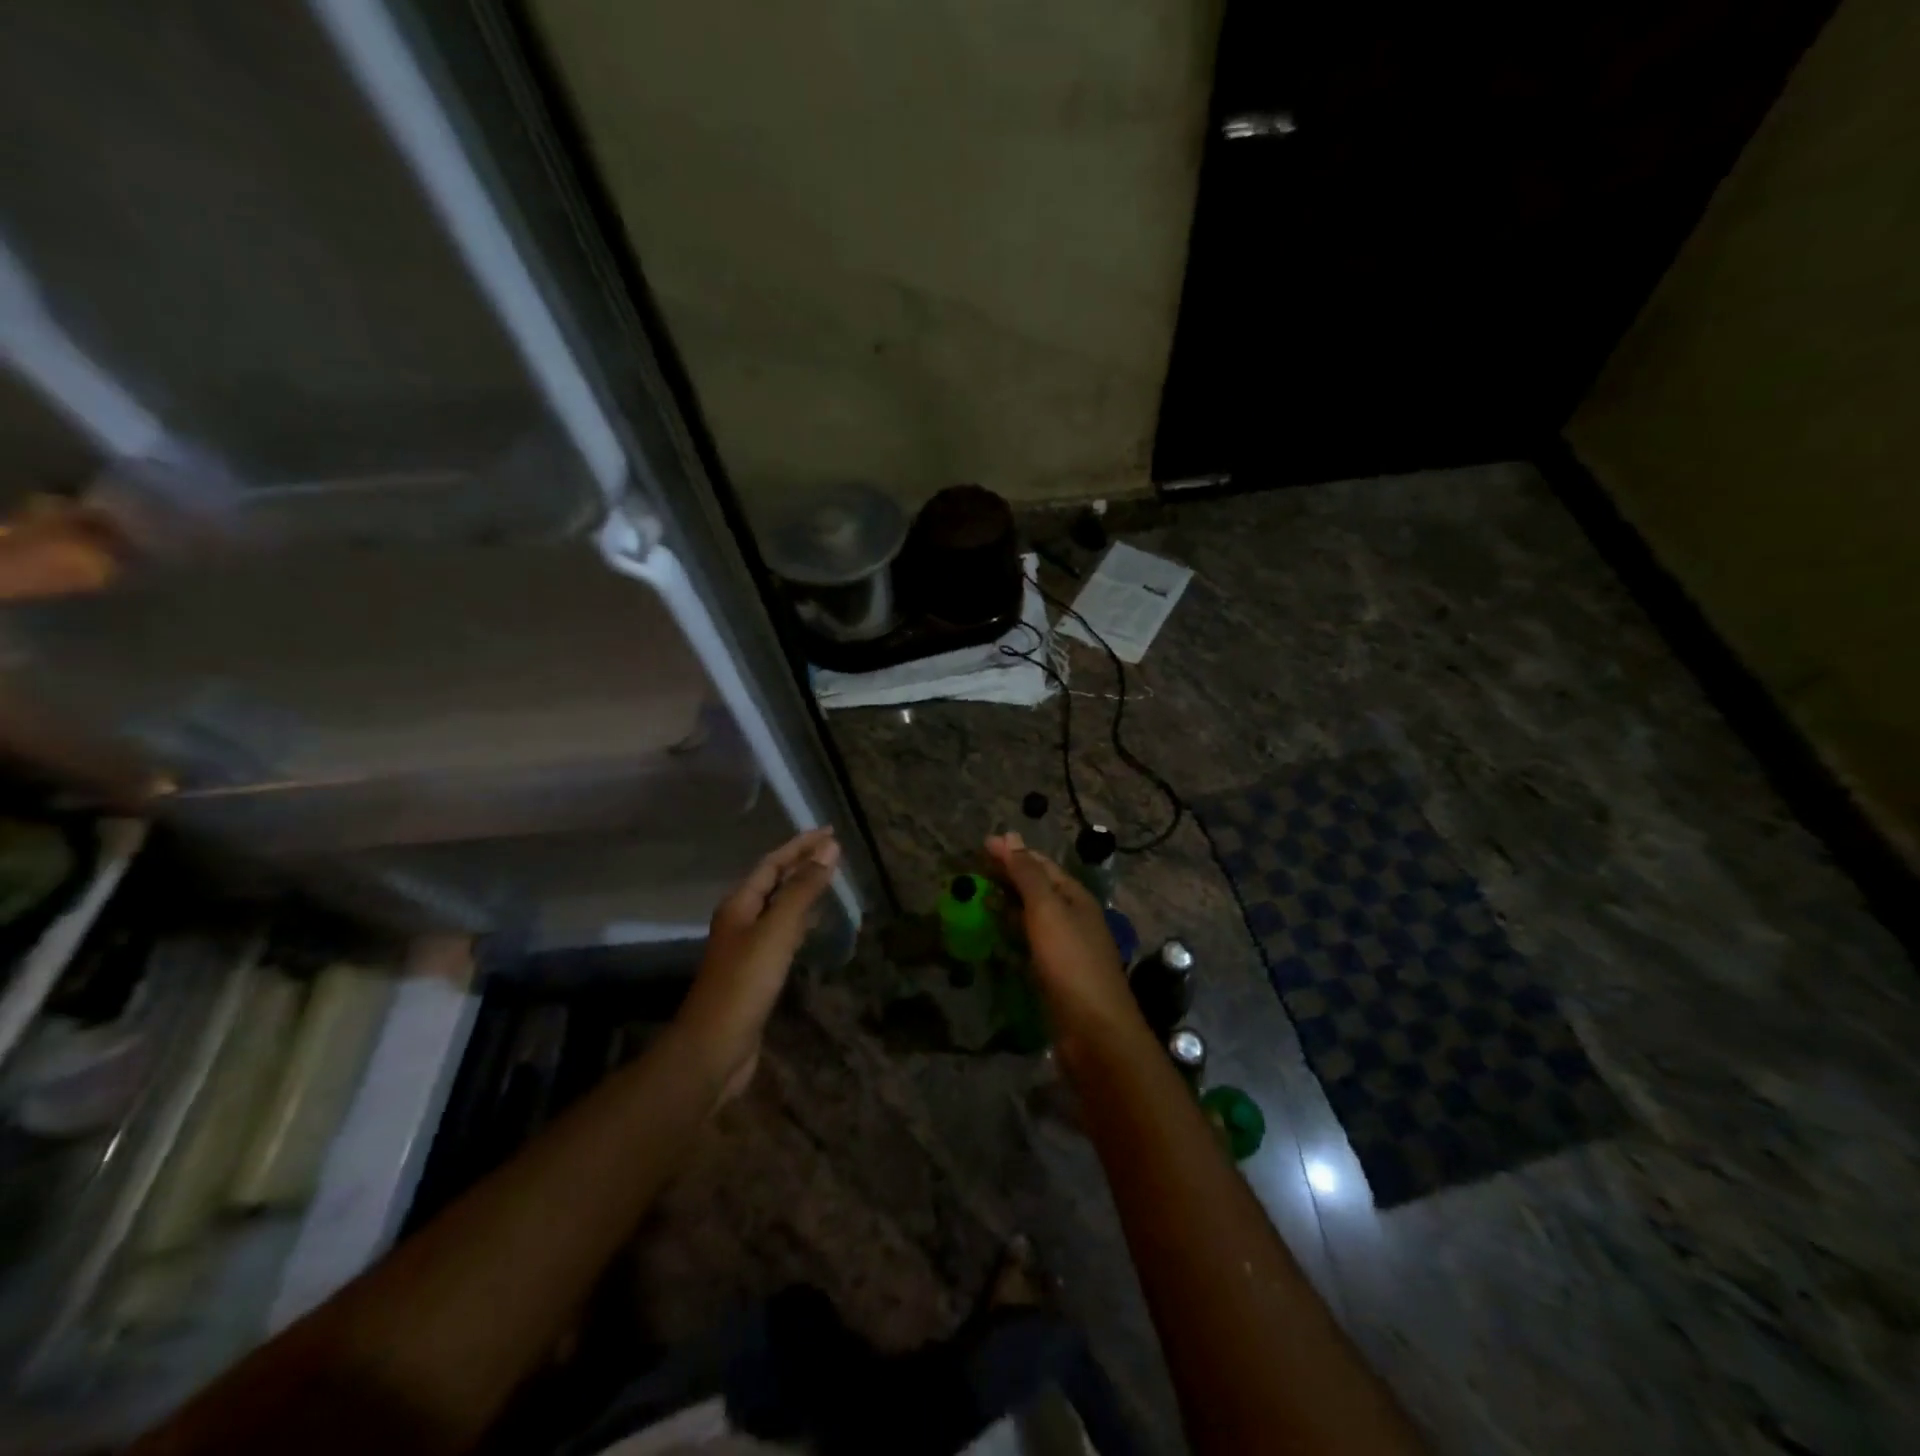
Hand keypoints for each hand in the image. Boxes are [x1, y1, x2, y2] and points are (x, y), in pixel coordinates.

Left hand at [675, 827, 839, 1100]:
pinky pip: (782, 933)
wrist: (714, 1048)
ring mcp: (746, 947)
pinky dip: (801, 920)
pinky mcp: (756, 972)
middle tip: (834, 851)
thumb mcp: (777, 931)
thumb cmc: (744, 983)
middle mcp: (740, 920)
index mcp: (739, 904)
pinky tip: (814, 924)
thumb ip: (803, 890)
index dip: (800, 846)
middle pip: (773, 882)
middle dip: (802, 864)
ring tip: (829, 878)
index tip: (829, 832)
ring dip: (802, 890)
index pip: (772, 863)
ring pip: (778, 907)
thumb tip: (829, 849)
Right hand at [984, 832, 1140, 1042]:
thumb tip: (1011, 838)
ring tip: (978, 897)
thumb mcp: (1048, 911)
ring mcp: (1066, 948)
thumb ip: (1028, 875)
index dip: (1014, 853)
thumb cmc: (1071, 963)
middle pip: (1039, 888)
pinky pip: (1030, 943)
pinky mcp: (1055, 975)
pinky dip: (1011, 932)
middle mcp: (1074, 918)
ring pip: (1033, 916)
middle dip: (1010, 875)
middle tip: (975, 868)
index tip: (983, 845)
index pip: (1042, 865)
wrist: (1094, 1032)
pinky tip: (995, 934)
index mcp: (1076, 898)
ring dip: (1008, 903)